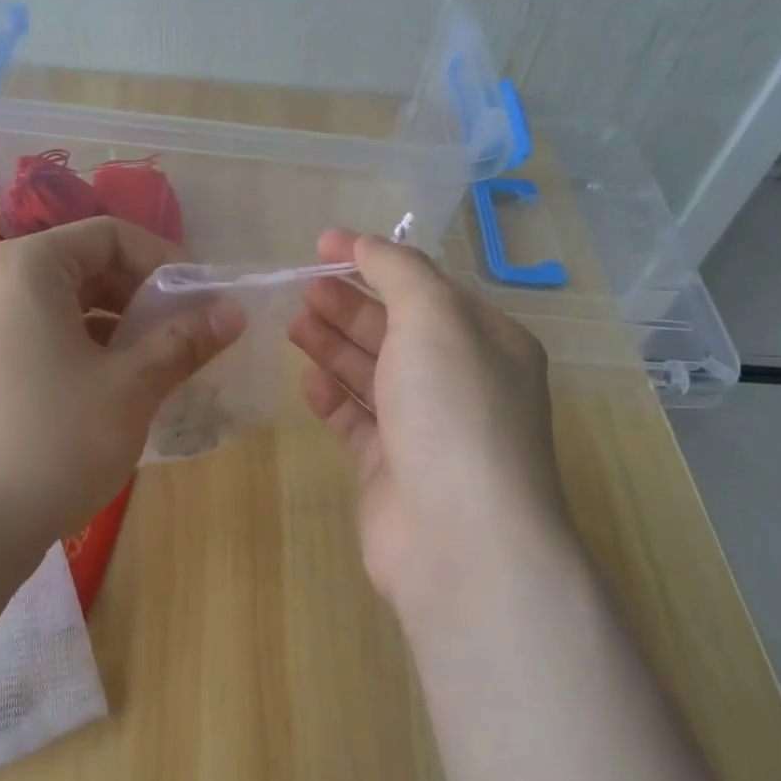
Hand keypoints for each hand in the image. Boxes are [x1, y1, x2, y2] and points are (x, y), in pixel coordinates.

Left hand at [0, 217, 244, 562]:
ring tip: (157, 365)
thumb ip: (185, 340)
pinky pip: (41, 337)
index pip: (110, 236)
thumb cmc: (55, 442)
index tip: (201, 301)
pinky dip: (84, 350)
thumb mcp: (132, 387)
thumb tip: (234, 310)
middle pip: (85, 267)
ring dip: (118, 327)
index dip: (165, 261)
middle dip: (143, 297)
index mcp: (25, 268)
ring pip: (64, 306)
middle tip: (184, 335)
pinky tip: (114, 390)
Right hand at [288, 228, 575, 620]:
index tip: (322, 245)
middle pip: (397, 330)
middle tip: (302, 289)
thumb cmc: (453, 410)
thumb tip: (367, 243)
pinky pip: (359, 422)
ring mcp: (427, 430)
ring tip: (294, 324)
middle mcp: (461, 383)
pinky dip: (335, 398)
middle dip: (350, 305)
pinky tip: (309, 383)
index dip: (375, 261)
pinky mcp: (393, 469)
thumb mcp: (435, 318)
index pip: (426, 287)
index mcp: (487, 341)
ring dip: (336, 346)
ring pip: (375, 374)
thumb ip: (399, 272)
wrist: (459, 537)